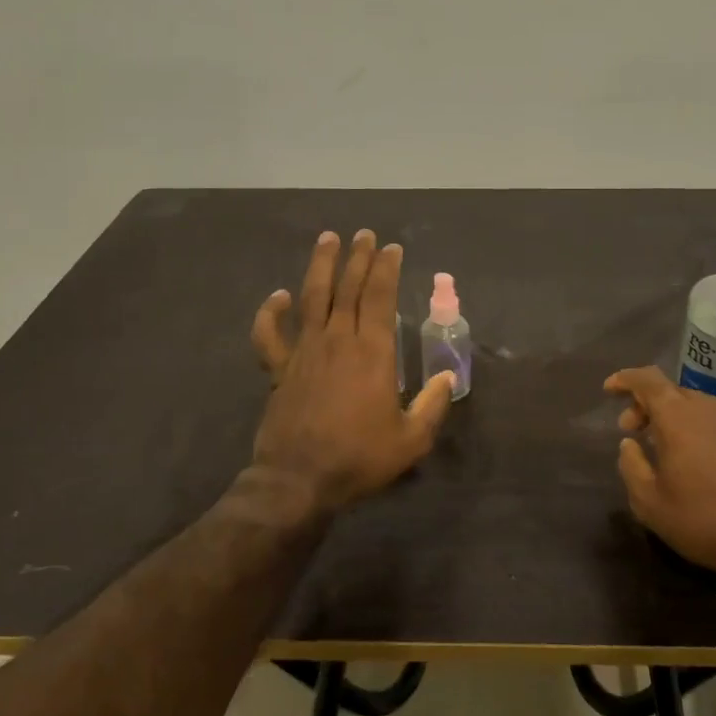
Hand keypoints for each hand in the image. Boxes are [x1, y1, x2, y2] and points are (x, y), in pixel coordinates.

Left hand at [250, 230, 455, 512]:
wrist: (298, 480)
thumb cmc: (359, 458)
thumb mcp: (410, 440)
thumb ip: (431, 406)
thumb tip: (445, 378)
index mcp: (372, 353)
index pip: (379, 297)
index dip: (386, 270)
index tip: (392, 249)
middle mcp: (338, 341)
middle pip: (347, 288)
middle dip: (359, 258)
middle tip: (365, 235)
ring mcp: (304, 351)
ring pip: (312, 297)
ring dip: (321, 266)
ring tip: (328, 239)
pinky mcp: (280, 368)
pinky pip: (270, 334)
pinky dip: (270, 312)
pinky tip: (278, 296)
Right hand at [604, 366, 715, 571]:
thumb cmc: (702, 520)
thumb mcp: (649, 502)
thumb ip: (631, 465)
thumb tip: (629, 443)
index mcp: (678, 416)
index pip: (647, 379)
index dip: (625, 379)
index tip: (610, 390)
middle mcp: (711, 408)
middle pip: (673, 392)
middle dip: (648, 405)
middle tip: (635, 431)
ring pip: (701, 407)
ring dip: (679, 419)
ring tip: (670, 448)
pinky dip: (707, 431)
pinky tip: (707, 461)